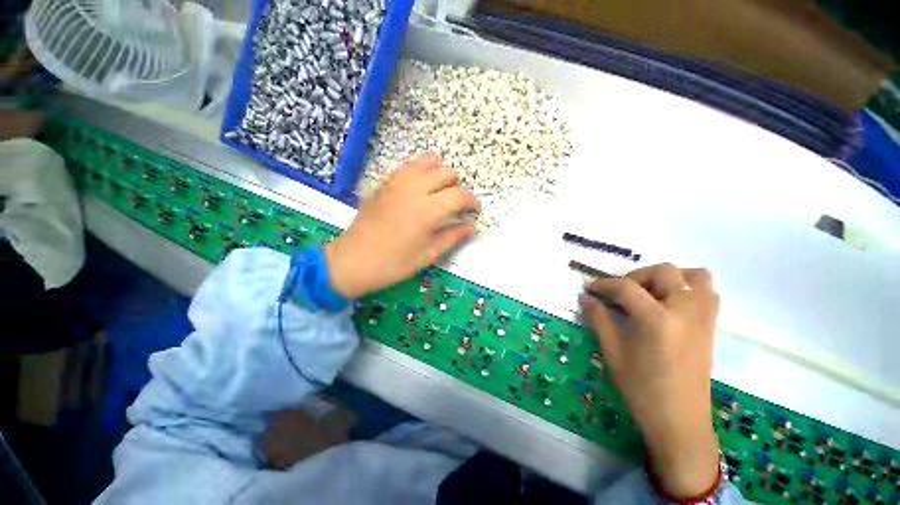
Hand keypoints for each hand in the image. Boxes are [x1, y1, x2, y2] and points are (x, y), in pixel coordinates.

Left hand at [324, 153, 479, 298]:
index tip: (474, 211)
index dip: (472, 202)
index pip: (460, 195)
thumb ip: (453, 237)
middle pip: (447, 173)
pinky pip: (410, 165)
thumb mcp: (428, 254)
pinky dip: (422, 170)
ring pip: (428, 161)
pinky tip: (421, 188)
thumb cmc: (393, 263)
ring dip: (440, 173)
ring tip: (439, 192)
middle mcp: (414, 188)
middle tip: (455, 206)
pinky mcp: (386, 182)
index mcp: (427, 210)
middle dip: (457, 187)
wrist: (353, 259)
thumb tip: (472, 228)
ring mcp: (398, 182)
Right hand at [581, 264, 720, 498]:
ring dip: (669, 277)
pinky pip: (707, 292)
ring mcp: (702, 318)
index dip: (604, 284)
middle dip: (636, 276)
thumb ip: (599, 319)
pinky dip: (688, 288)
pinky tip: (669, 304)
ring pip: (694, 276)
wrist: (679, 421)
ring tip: (649, 292)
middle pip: (663, 272)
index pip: (627, 288)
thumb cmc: (641, 388)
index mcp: (657, 319)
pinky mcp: (710, 326)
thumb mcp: (612, 352)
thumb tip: (587, 298)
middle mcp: (684, 311)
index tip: (591, 288)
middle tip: (621, 292)